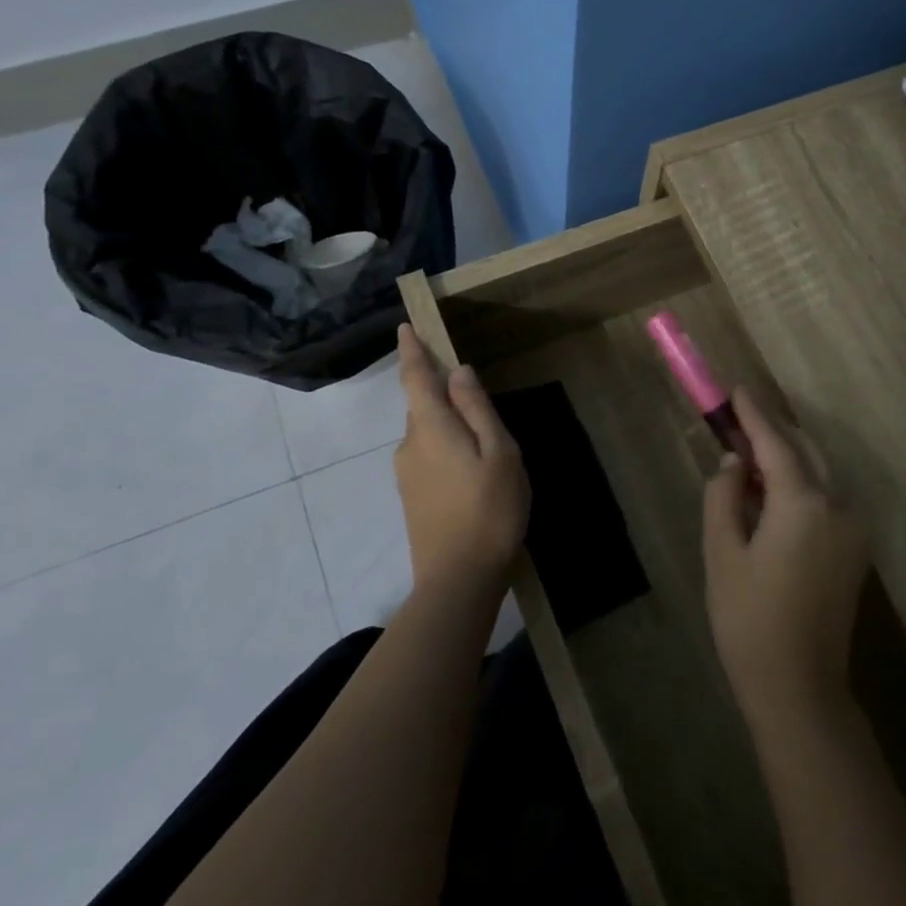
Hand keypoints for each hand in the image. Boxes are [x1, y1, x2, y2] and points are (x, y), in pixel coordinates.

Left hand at [393, 325, 529, 598]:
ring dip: (449, 427)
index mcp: (431, 427)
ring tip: (486, 446)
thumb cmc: (489, 510)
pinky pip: (428, 456)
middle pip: (423, 406)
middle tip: (479, 401)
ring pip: (427, 433)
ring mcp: (406, 474)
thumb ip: (477, 409)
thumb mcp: (499, 453)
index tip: (405, 326)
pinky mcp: (411, 497)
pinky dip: (446, 450)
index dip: (412, 350)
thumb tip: (458, 372)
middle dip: (443, 394)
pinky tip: (473, 474)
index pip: (415, 377)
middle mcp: (409, 444)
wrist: (457, 579)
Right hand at [702, 390, 870, 726]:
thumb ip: (724, 496)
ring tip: (746, 464)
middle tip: (735, 426)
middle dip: (771, 435)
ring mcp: (854, 529)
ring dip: (785, 461)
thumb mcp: (721, 553)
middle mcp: (839, 506)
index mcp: (804, 504)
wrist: (799, 687)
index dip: (754, 414)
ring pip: (818, 475)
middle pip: (804, 452)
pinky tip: (770, 499)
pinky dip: (799, 487)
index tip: (736, 389)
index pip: (777, 443)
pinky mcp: (855, 550)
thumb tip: (734, 463)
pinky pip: (826, 500)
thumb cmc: (749, 620)